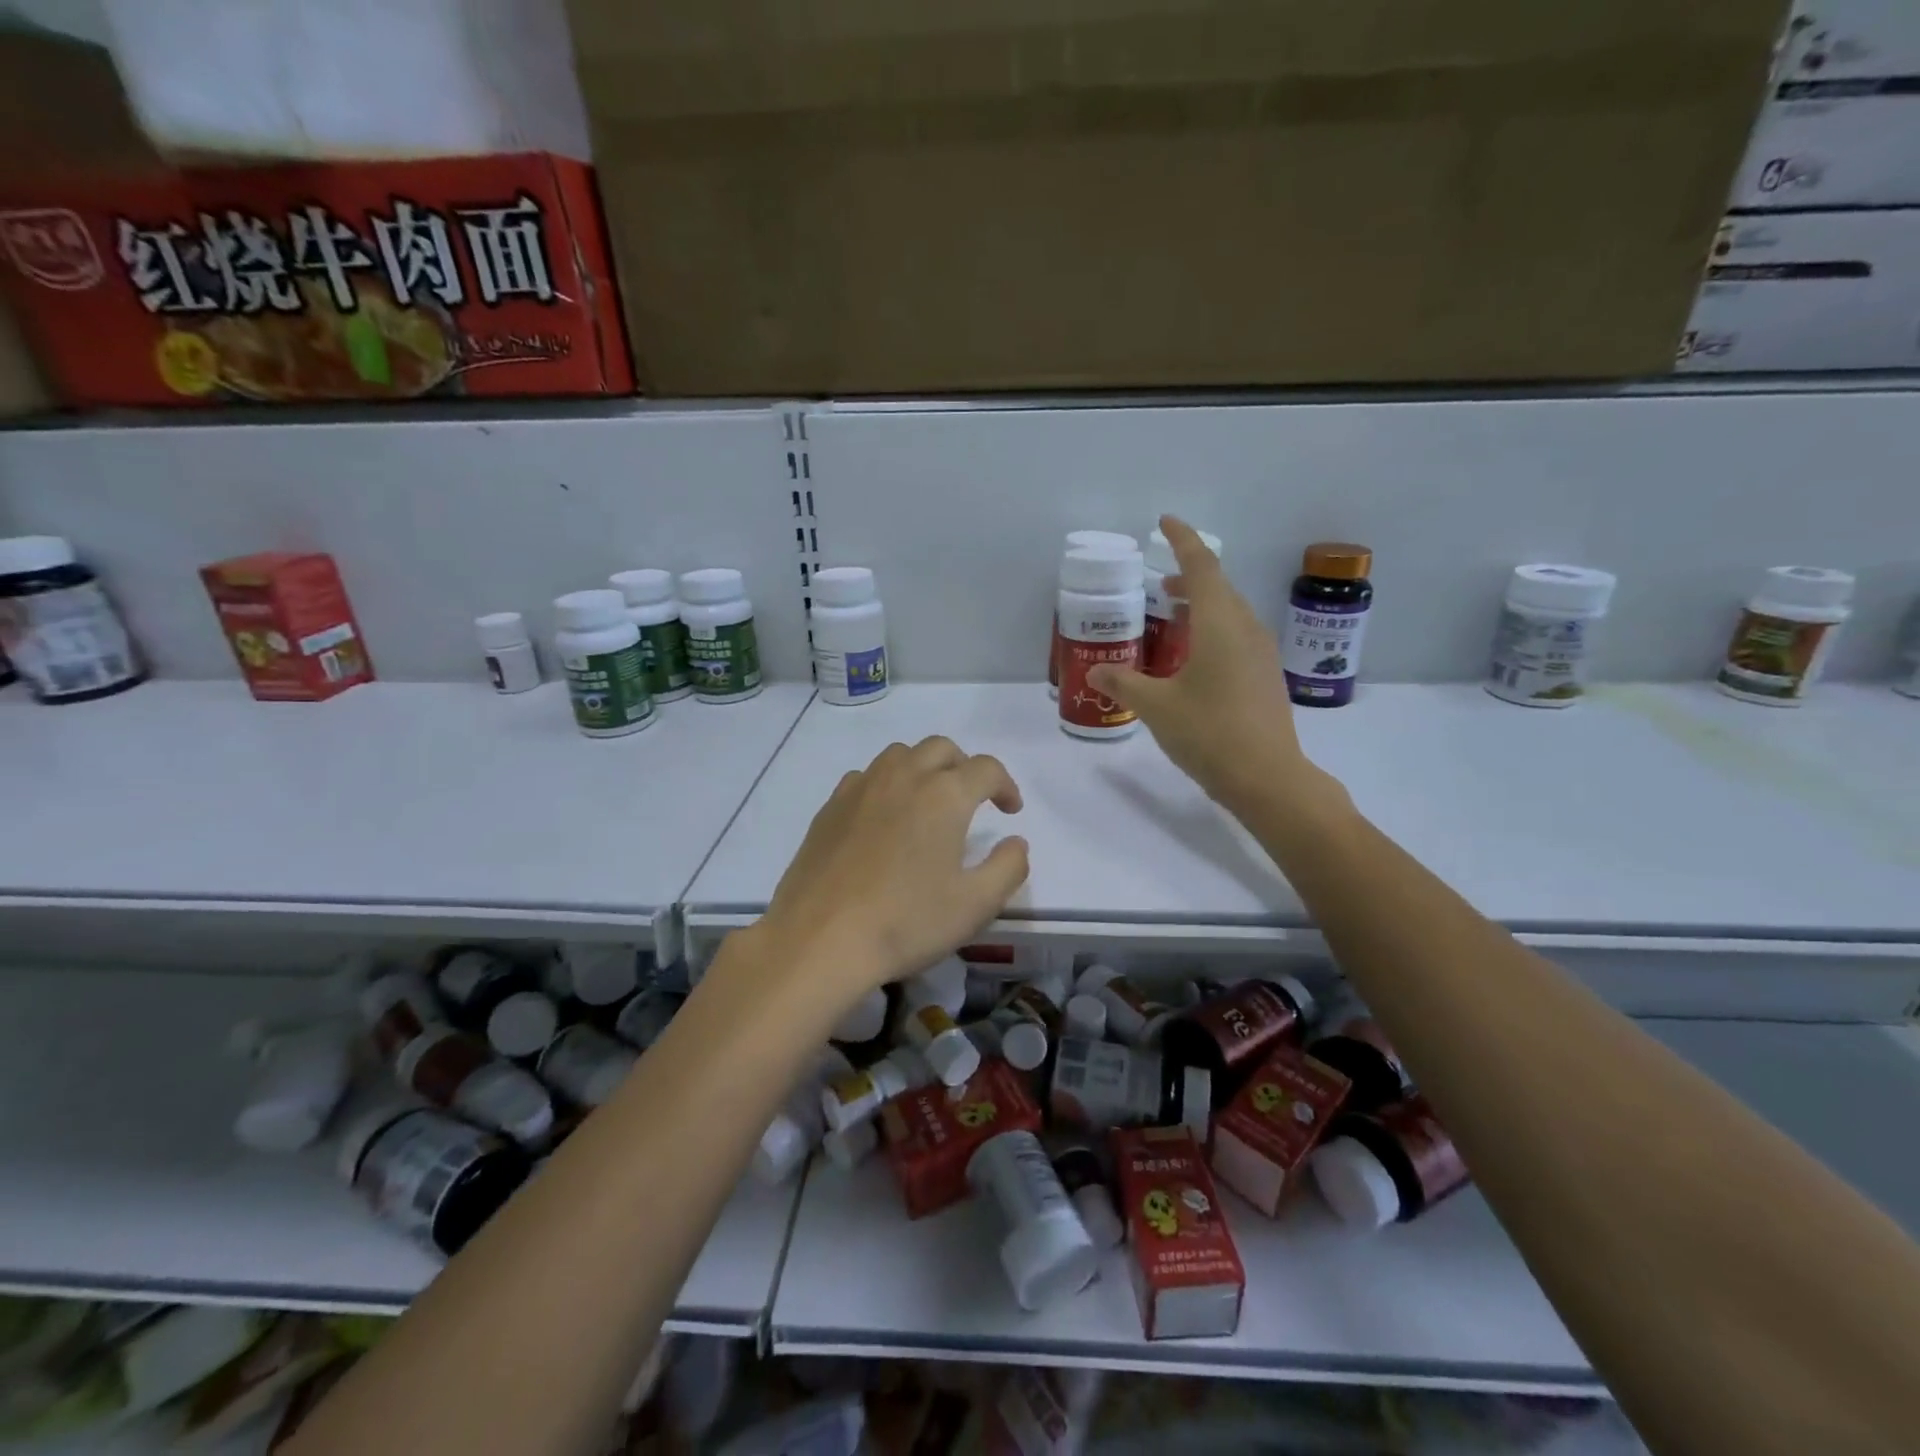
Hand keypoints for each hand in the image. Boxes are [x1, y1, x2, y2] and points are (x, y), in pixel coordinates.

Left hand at [750, 737, 1029, 1012]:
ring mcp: (862, 787)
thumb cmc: (906, 922)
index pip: (986, 768)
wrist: (820, 939)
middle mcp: (904, 777)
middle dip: (964, 767)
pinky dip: (886, 784)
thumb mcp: (975, 905)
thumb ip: (1008, 867)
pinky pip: (866, 777)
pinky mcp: (831, 806)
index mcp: (944, 795)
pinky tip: (884, 818)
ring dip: (924, 768)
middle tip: (972, 800)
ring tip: (928, 802)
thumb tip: (1016, 843)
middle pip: (942, 749)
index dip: (1005, 786)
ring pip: (900, 755)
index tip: (1010, 811)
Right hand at [1089, 515, 1343, 816]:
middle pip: (1218, 586)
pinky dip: (1213, 630)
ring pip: (1230, 612)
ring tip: (1172, 616)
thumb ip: (1123, 683)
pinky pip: (1237, 636)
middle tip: (1159, 582)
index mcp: (1220, 623)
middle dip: (1188, 576)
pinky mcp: (1265, 676)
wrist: (1268, 778)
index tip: (1164, 522)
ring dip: (1202, 605)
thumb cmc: (1209, 733)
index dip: (1182, 540)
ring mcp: (1261, 653)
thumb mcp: (1157, 707)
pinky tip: (1194, 657)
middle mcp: (1246, 628)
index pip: (1201, 566)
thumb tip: (1095, 669)